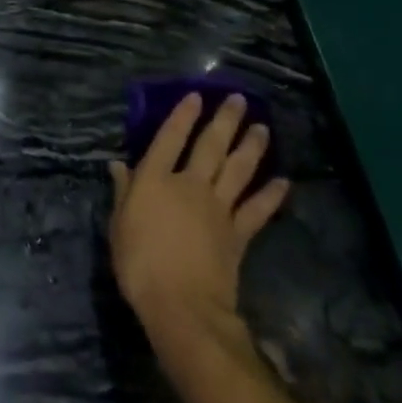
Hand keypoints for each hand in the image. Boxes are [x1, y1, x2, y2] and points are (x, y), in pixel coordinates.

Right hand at [108, 94, 289, 357]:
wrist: (183, 307)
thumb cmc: (140, 264)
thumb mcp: (119, 225)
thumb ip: (123, 192)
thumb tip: (118, 164)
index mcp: (155, 179)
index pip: (170, 138)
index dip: (182, 115)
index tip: (196, 96)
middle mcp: (189, 185)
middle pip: (210, 146)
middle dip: (224, 121)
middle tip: (239, 99)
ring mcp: (217, 208)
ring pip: (238, 170)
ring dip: (251, 147)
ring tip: (262, 128)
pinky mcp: (237, 235)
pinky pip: (256, 210)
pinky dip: (271, 195)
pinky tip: (283, 181)